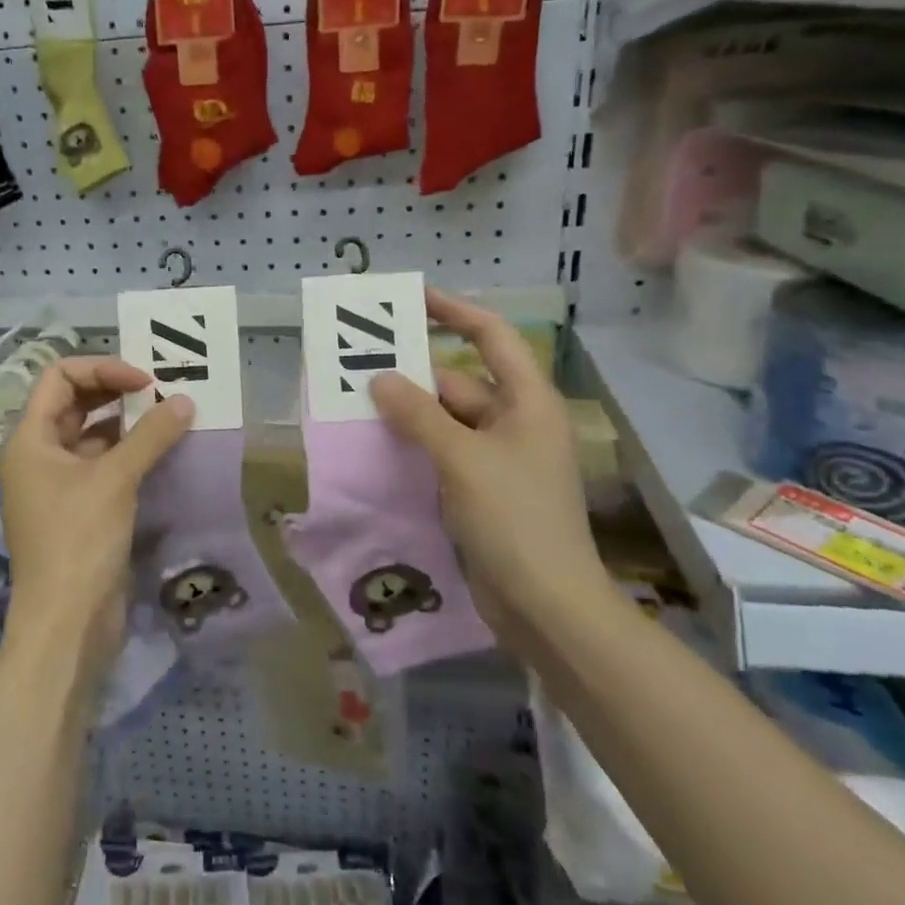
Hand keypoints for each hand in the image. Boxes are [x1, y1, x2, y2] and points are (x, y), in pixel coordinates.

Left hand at [0, 357, 192, 659]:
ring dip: (127, 423)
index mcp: (30, 440)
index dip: (102, 369)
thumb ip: (150, 435)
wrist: (66, 621)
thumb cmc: (79, 540)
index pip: (59, 378)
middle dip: (116, 392)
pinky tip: (161, 452)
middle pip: (74, 403)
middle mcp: (38, 456)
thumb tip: (185, 401)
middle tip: (161, 393)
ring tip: (168, 417)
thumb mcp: (115, 479)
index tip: (145, 381)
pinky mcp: (78, 509)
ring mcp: (57, 484)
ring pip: (91, 435)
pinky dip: (129, 454)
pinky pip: (102, 465)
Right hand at [370, 290, 603, 620]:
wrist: (546, 604)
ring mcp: (500, 459)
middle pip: (459, 382)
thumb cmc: (514, 519)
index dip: (454, 312)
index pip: (492, 337)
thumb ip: (419, 415)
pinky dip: (415, 447)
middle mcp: (516, 422)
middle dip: (413, 377)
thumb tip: (379, 380)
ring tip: (357, 407)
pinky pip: (443, 453)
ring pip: (446, 421)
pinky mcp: (483, 490)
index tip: (411, 300)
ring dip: (409, 415)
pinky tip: (379, 448)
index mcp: (528, 402)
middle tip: (359, 370)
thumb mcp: (462, 459)